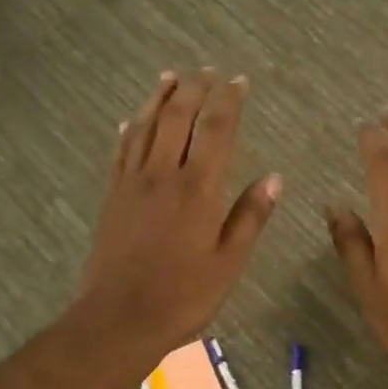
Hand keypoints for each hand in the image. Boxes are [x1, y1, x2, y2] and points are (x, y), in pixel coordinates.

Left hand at [77, 71, 280, 357]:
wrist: (118, 317)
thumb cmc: (182, 295)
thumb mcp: (228, 262)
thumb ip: (250, 216)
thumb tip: (275, 177)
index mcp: (198, 189)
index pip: (216, 130)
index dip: (228, 101)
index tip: (238, 81)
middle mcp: (163, 174)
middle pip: (178, 117)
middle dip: (194, 88)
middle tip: (207, 71)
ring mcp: (132, 182)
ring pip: (146, 126)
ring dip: (160, 97)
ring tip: (171, 76)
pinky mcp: (113, 195)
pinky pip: (121, 150)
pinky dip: (130, 128)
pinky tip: (132, 119)